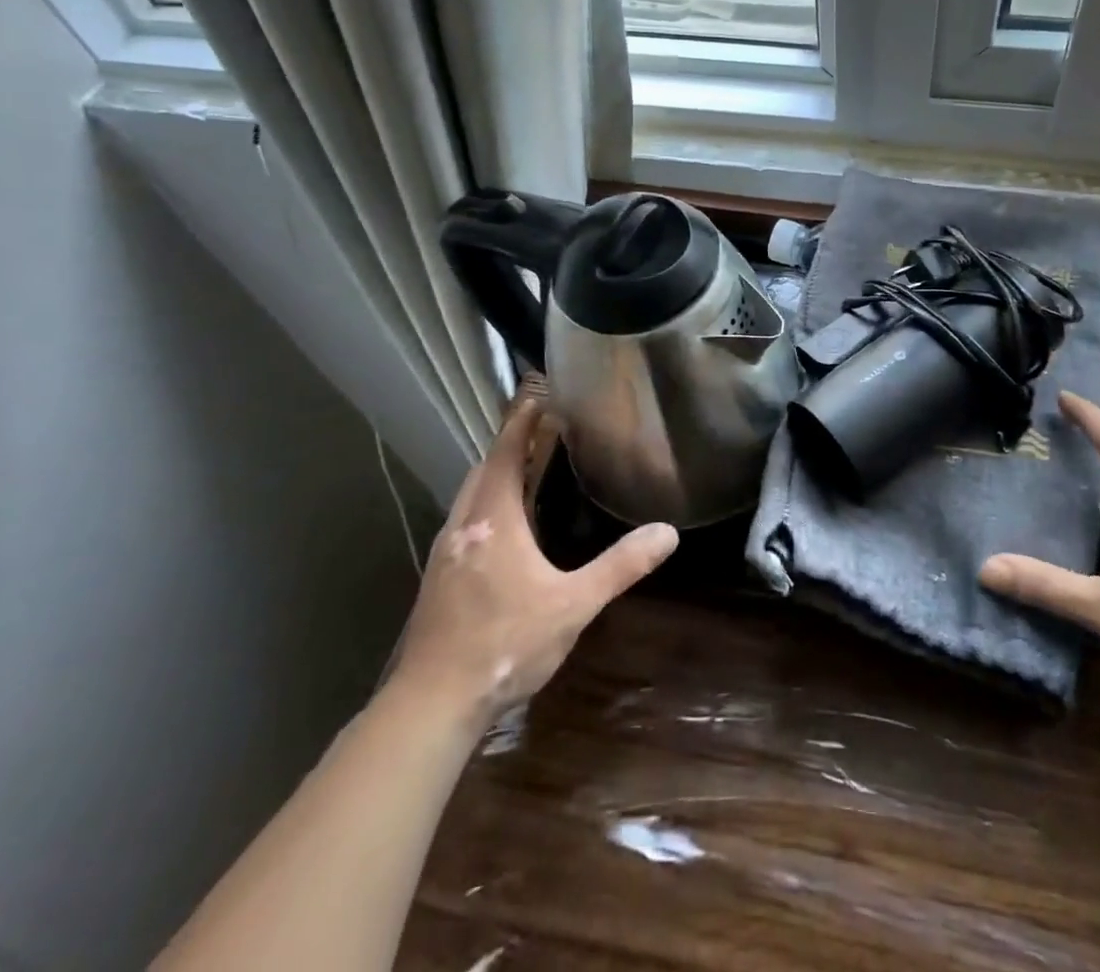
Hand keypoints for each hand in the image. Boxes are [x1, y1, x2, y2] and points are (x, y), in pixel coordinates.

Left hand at [387, 398, 678, 728]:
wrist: (432, 704)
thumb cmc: (505, 644)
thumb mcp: (573, 605)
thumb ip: (620, 565)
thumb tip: (667, 532)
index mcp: (494, 518)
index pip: (507, 451)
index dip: (523, 420)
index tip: (539, 395)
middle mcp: (464, 524)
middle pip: (485, 468)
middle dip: (512, 444)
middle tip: (545, 430)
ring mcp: (445, 552)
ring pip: (471, 495)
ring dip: (496, 474)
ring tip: (528, 470)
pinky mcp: (438, 577)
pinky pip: (465, 520)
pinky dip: (487, 503)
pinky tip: (505, 528)